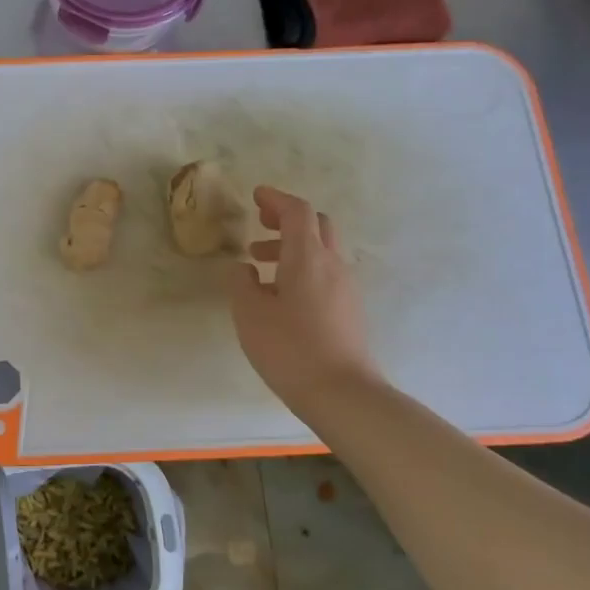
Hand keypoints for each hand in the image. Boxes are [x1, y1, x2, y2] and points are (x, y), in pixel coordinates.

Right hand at [229, 187, 380, 410]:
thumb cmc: (290, 348)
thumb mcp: (250, 314)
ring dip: (291, 246)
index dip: (275, 199)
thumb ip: (241, 284)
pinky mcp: (349, 308)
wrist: (342, 392)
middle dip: (287, 219)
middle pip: (316, 225)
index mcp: (307, 257)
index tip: (255, 196)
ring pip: (321, 250)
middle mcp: (332, 264)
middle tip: (260, 224)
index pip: (296, 211)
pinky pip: (325, 273)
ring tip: (259, 263)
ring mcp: (345, 287)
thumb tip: (243, 268)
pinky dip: (302, 268)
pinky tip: (280, 293)